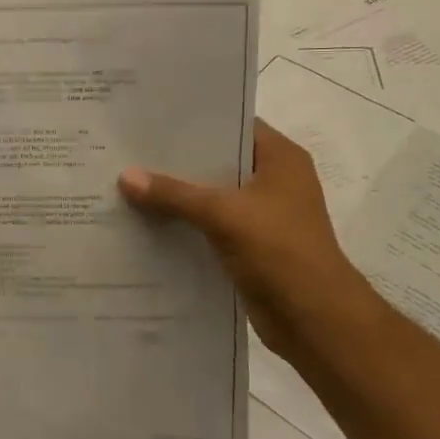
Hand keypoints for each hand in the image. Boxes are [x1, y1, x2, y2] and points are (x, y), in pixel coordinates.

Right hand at [118, 120, 380, 366]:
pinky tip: (143, 221)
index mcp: (280, 159)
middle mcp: (272, 181)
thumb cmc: (280, 251)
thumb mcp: (223, 214)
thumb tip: (125, 176)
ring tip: (126, 182)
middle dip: (175, 160)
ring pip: (209, 196)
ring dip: (175, 195)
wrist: (314, 320)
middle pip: (216, 161)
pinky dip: (182, 224)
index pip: (232, 124)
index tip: (150, 118)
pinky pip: (207, 226)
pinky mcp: (248, 245)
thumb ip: (174, 193)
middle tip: (127, 149)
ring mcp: (261, 215)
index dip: (193, 120)